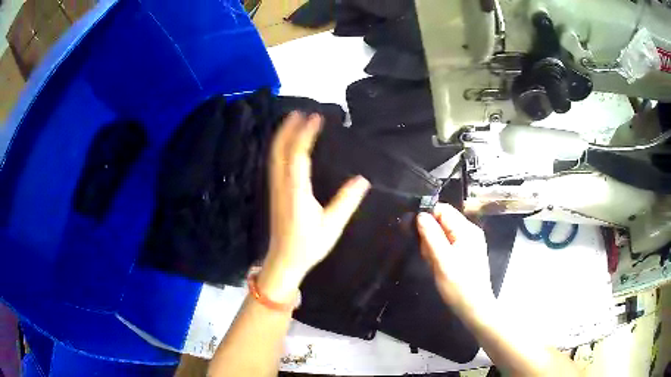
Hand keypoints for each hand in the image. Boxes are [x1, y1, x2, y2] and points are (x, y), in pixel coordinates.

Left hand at [258, 112, 370, 301]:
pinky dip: (280, 147)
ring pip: (274, 155)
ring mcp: (275, 188)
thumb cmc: (309, 246)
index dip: (305, 134)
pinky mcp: (274, 192)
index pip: (298, 156)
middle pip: (280, 150)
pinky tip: (286, 143)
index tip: (316, 118)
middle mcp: (282, 185)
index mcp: (297, 192)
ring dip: (282, 135)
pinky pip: (274, 163)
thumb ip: (346, 202)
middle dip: (289, 129)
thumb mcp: (332, 226)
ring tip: (293, 120)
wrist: (284, 261)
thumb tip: (363, 179)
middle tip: (301, 111)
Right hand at [417, 204, 494, 318]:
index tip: (420, 238)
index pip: (442, 210)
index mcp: (467, 230)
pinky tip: (439, 268)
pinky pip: (448, 246)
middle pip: (442, 222)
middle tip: (429, 257)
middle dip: (430, 237)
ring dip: (434, 248)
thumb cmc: (459, 285)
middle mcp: (470, 232)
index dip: (428, 220)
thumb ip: (431, 236)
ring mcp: (469, 243)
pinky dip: (440, 254)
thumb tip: (420, 215)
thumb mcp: (442, 261)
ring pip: (443, 235)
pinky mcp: (467, 253)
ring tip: (434, 265)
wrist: (474, 308)